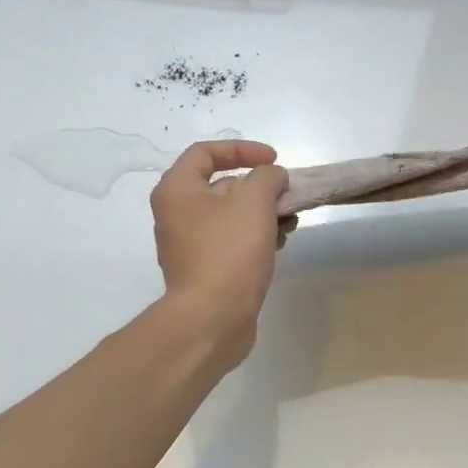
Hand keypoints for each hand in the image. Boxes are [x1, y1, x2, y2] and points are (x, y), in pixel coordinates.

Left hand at [150, 139, 289, 365]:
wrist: (212, 318)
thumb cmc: (229, 252)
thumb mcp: (254, 201)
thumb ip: (267, 177)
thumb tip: (272, 177)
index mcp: (177, 190)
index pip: (206, 152)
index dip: (242, 149)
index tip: (274, 161)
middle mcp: (177, 215)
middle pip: (222, 186)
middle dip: (260, 188)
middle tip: (288, 197)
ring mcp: (190, 245)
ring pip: (232, 217)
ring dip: (264, 214)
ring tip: (290, 224)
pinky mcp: (206, 270)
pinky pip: (233, 242)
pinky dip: (256, 238)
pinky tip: (279, 246)